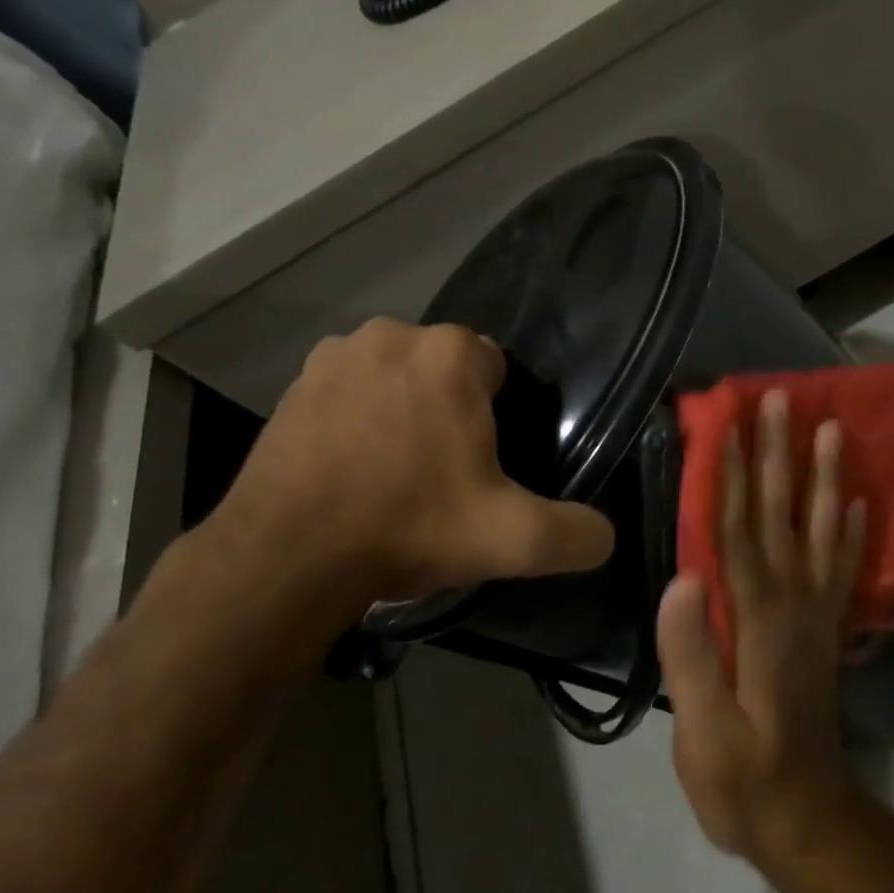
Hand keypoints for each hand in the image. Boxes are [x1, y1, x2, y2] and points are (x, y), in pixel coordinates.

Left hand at [207, 319, 614, 630]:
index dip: (498, 416)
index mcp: (451, 354)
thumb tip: (606, 537)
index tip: (485, 464)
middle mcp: (392, 335)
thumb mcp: (514, 540)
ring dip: (404, 412)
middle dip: (451, 410)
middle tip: (446, 476)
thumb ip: (577, 534)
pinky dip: (357, 421)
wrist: (287, 557)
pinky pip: (348, 395)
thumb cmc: (410, 528)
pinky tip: (353, 473)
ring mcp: (334, 357)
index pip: (497, 367)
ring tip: (397, 476)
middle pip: (445, 371)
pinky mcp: (291, 387)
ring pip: (395, 379)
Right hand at [657, 390, 868, 875]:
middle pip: (782, 516)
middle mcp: (793, 605)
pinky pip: (844, 570)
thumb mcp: (704, 735)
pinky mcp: (827, 632)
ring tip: (829, 428)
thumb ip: (692, 657)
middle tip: (781, 399)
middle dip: (779, 454)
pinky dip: (853, 531)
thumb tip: (682, 577)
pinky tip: (857, 500)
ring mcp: (816, 616)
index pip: (739, 533)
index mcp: (757, 622)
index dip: (732, 476)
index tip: (728, 424)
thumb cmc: (743, 780)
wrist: (807, 820)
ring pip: (820, 531)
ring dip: (822, 477)